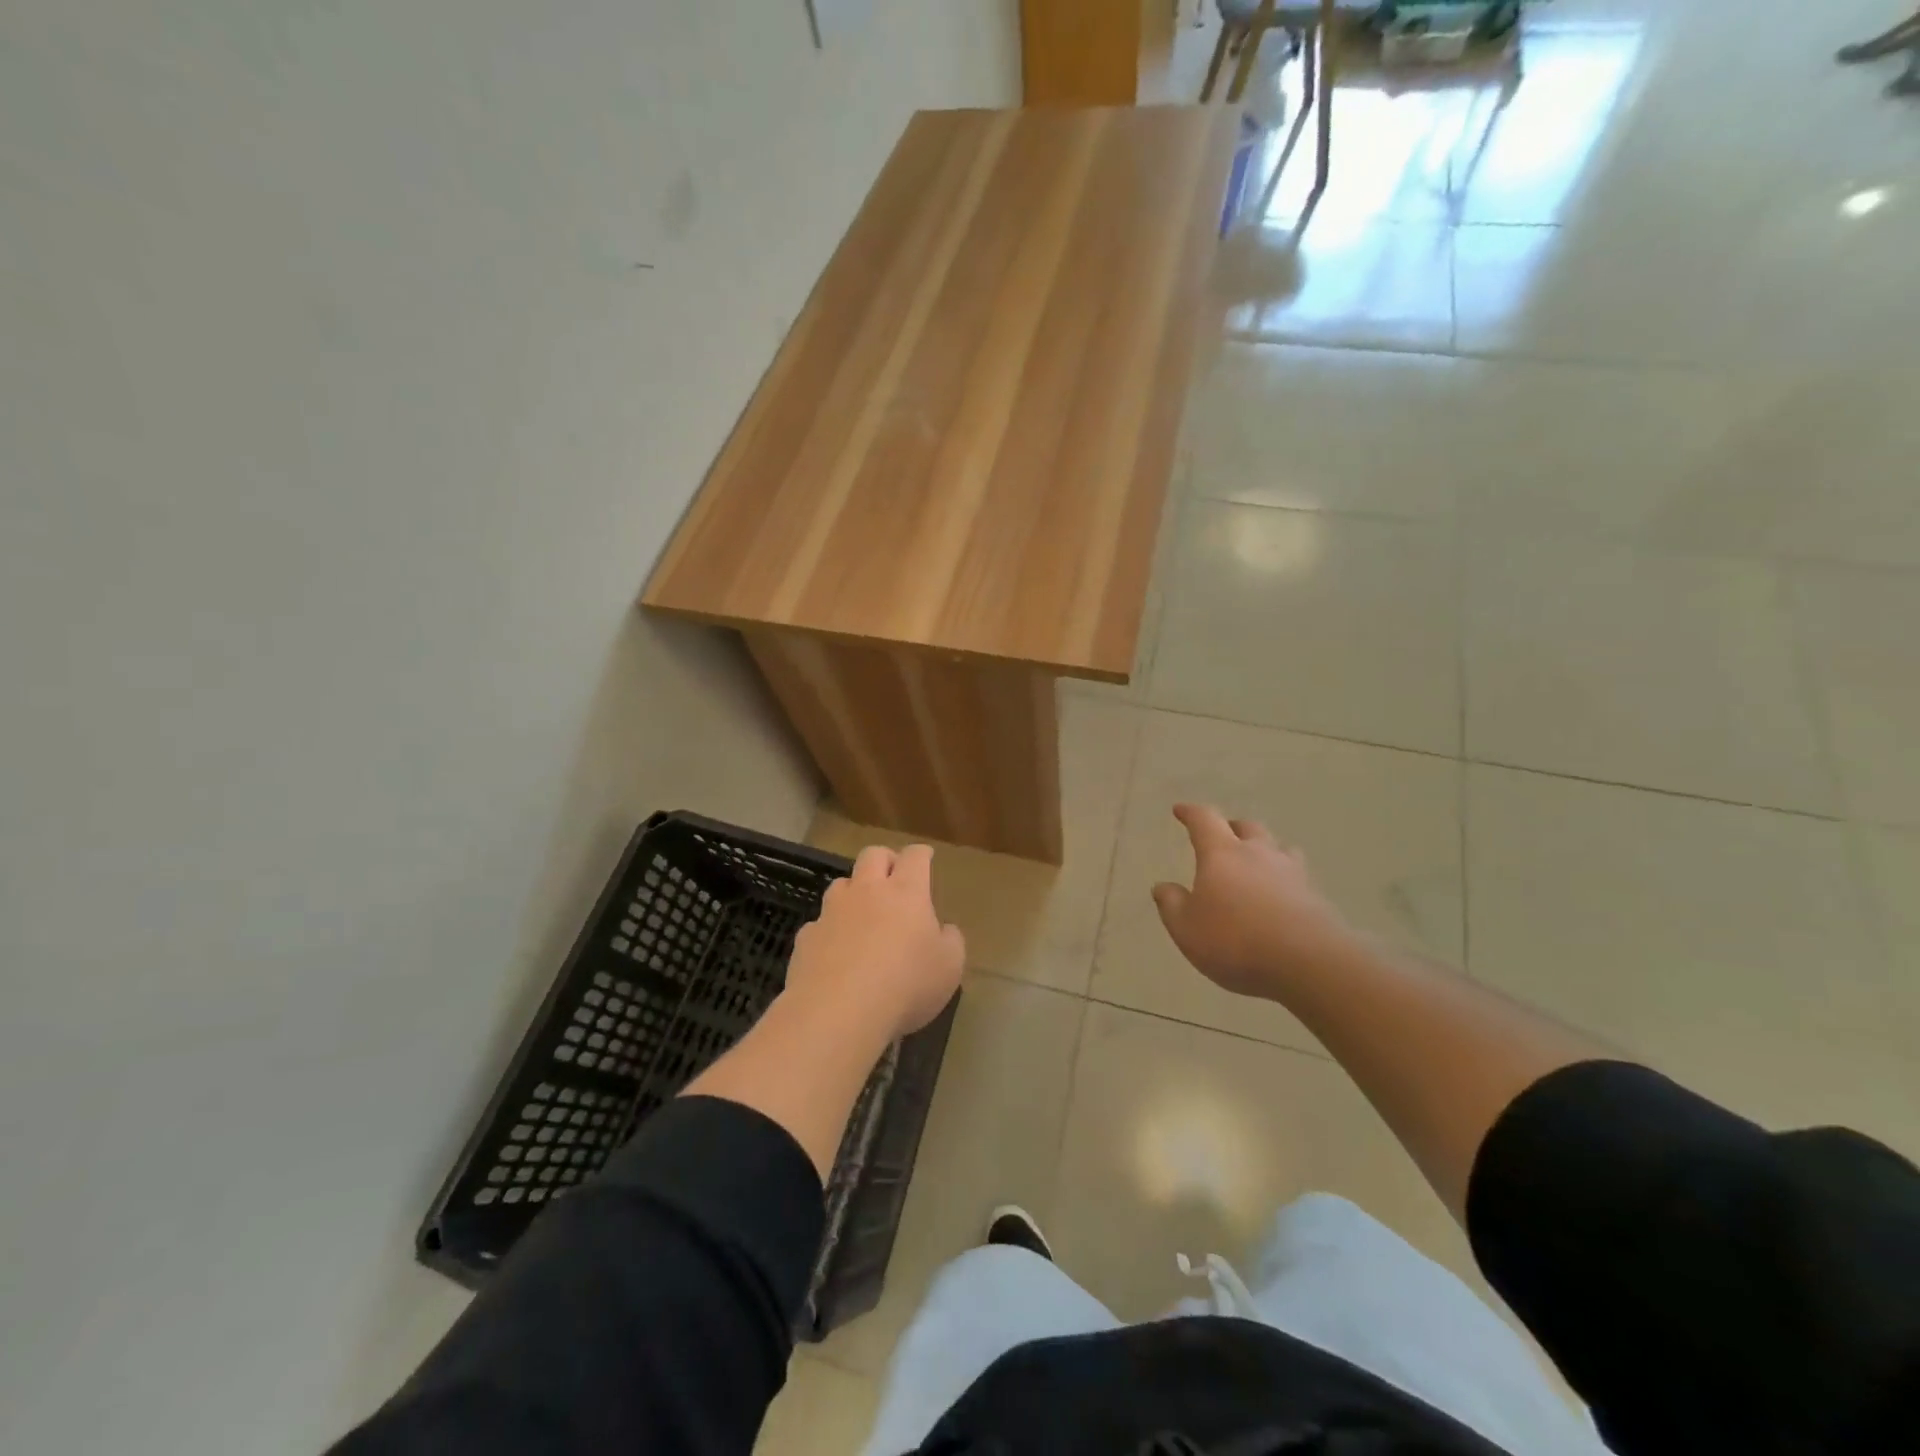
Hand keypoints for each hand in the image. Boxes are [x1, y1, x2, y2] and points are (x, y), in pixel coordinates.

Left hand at [785, 844, 964, 1041]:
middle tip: (894, 874)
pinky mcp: (807, 937)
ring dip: (853, 890)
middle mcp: (867, 892)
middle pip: (873, 855)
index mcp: (906, 892)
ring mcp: (832, 912)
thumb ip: (950, 941)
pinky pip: (819, 923)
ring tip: (862, 911)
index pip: (915, 857)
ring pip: (841, 884)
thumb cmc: (906, 985)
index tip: (925, 857)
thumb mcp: (950, 967)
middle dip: (885, 859)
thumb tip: (944, 930)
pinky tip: (835, 950)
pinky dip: (830, 929)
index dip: (921, 854)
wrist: (838, 1012)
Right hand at [1152, 803, 1360, 998]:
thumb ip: (1172, 905)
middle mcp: (1258, 854)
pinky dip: (1285, 879)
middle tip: (1222, 836)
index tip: (1180, 810)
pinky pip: (1298, 877)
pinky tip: (1282, 896)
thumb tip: (1162, 886)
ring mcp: (1292, 873)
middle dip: (1231, 828)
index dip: (1191, 813)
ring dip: (1265, 849)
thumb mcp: (1186, 928)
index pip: (1204, 820)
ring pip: (1279, 847)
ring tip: (1258, 861)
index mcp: (1222, 854)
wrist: (1309, 963)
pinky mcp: (1316, 897)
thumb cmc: (1235, 940)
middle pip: (1247, 827)